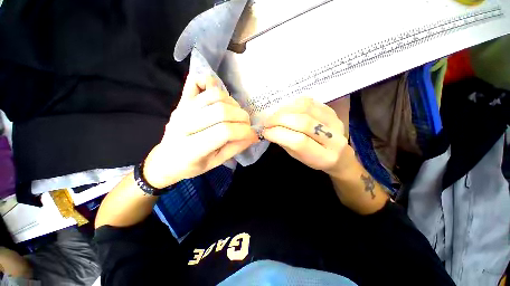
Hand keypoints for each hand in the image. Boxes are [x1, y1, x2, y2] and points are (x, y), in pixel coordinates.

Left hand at [143, 75, 258, 188]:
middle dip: (242, 117)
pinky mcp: (182, 101)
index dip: (244, 131)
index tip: (253, 135)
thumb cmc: (191, 165)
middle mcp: (184, 125)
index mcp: (191, 148)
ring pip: (214, 96)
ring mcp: (181, 109)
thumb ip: (235, 148)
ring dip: (233, 104)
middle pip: (221, 111)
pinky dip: (211, 82)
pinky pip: (196, 81)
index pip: (224, 132)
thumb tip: (254, 136)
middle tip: (246, 125)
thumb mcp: (216, 163)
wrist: (167, 159)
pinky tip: (219, 96)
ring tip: (236, 114)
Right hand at [262, 97, 352, 176]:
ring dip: (284, 111)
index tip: (265, 132)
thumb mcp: (298, 157)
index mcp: (324, 157)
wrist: (338, 154)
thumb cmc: (314, 159)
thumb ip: (285, 143)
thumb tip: (269, 130)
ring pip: (306, 109)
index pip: (299, 142)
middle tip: (267, 123)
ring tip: (274, 116)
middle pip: (303, 122)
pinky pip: (309, 102)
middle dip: (279, 120)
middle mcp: (334, 139)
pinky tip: (285, 110)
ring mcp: (335, 121)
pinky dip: (292, 104)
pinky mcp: (331, 111)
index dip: (278, 134)